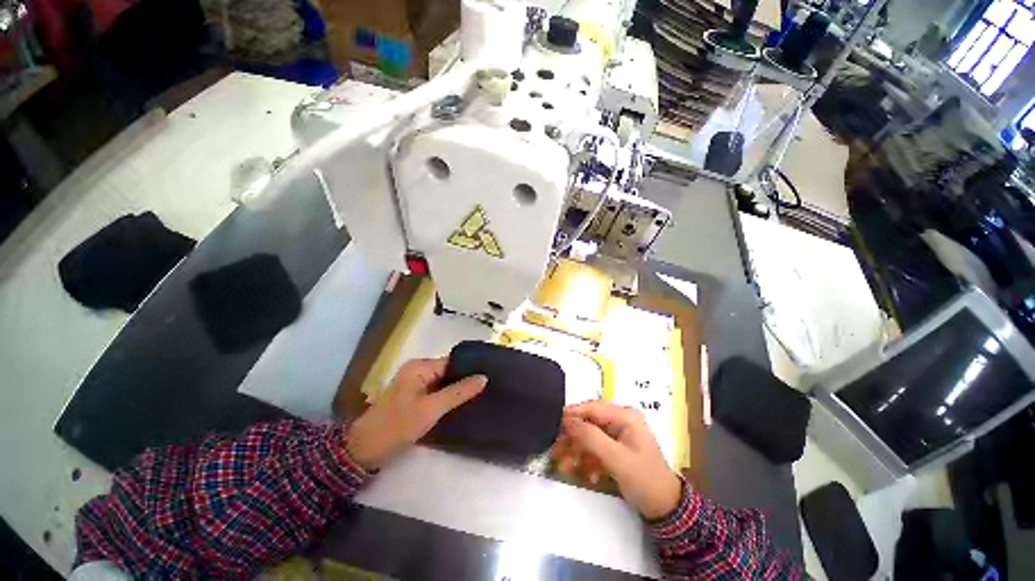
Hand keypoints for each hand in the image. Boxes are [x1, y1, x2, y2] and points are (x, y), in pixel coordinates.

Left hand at [346, 358, 486, 468]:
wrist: (364, 450)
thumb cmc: (397, 425)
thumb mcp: (431, 409)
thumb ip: (458, 392)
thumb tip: (484, 377)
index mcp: (420, 366)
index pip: (452, 361)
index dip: (470, 367)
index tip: (490, 374)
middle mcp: (418, 370)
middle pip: (449, 371)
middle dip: (466, 379)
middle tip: (489, 387)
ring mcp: (415, 383)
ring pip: (444, 382)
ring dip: (458, 389)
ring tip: (482, 394)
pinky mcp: (414, 397)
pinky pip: (437, 391)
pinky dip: (449, 397)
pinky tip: (463, 403)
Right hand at [552, 401, 681, 518]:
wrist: (666, 509)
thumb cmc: (644, 479)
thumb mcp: (617, 459)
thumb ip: (591, 437)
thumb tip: (567, 420)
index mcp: (625, 416)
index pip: (592, 408)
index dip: (572, 414)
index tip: (552, 421)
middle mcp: (620, 421)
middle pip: (588, 422)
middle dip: (572, 437)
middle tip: (554, 449)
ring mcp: (618, 435)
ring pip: (589, 437)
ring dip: (576, 451)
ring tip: (563, 467)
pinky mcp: (615, 448)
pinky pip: (595, 449)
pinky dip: (588, 460)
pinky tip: (586, 475)